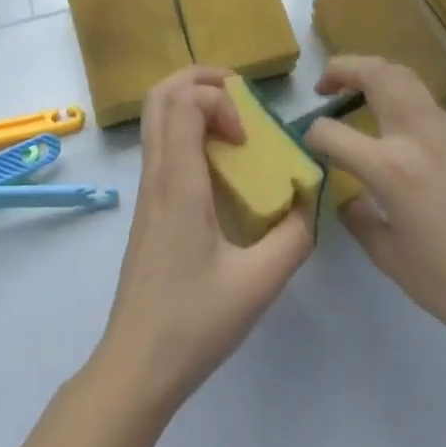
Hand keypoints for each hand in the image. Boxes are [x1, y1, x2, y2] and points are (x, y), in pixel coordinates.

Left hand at [93, 66, 313, 412]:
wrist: (136, 366)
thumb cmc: (194, 323)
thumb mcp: (258, 284)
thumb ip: (293, 238)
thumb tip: (309, 200)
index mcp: (178, 183)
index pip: (183, 102)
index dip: (219, 100)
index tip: (247, 137)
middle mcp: (156, 174)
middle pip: (160, 94)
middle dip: (201, 80)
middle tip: (240, 97)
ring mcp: (147, 188)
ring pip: (156, 116)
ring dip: (193, 102)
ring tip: (234, 124)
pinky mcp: (148, 205)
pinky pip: (162, 143)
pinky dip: (188, 129)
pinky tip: (221, 165)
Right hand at [304, 56, 445, 352]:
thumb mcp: (386, 255)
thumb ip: (355, 215)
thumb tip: (344, 192)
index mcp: (390, 167)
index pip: (332, 132)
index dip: (312, 135)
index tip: (309, 145)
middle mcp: (417, 136)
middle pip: (376, 73)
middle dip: (342, 68)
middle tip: (326, 85)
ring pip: (405, 77)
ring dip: (375, 74)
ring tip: (358, 92)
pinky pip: (428, 106)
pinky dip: (403, 102)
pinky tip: (401, 133)